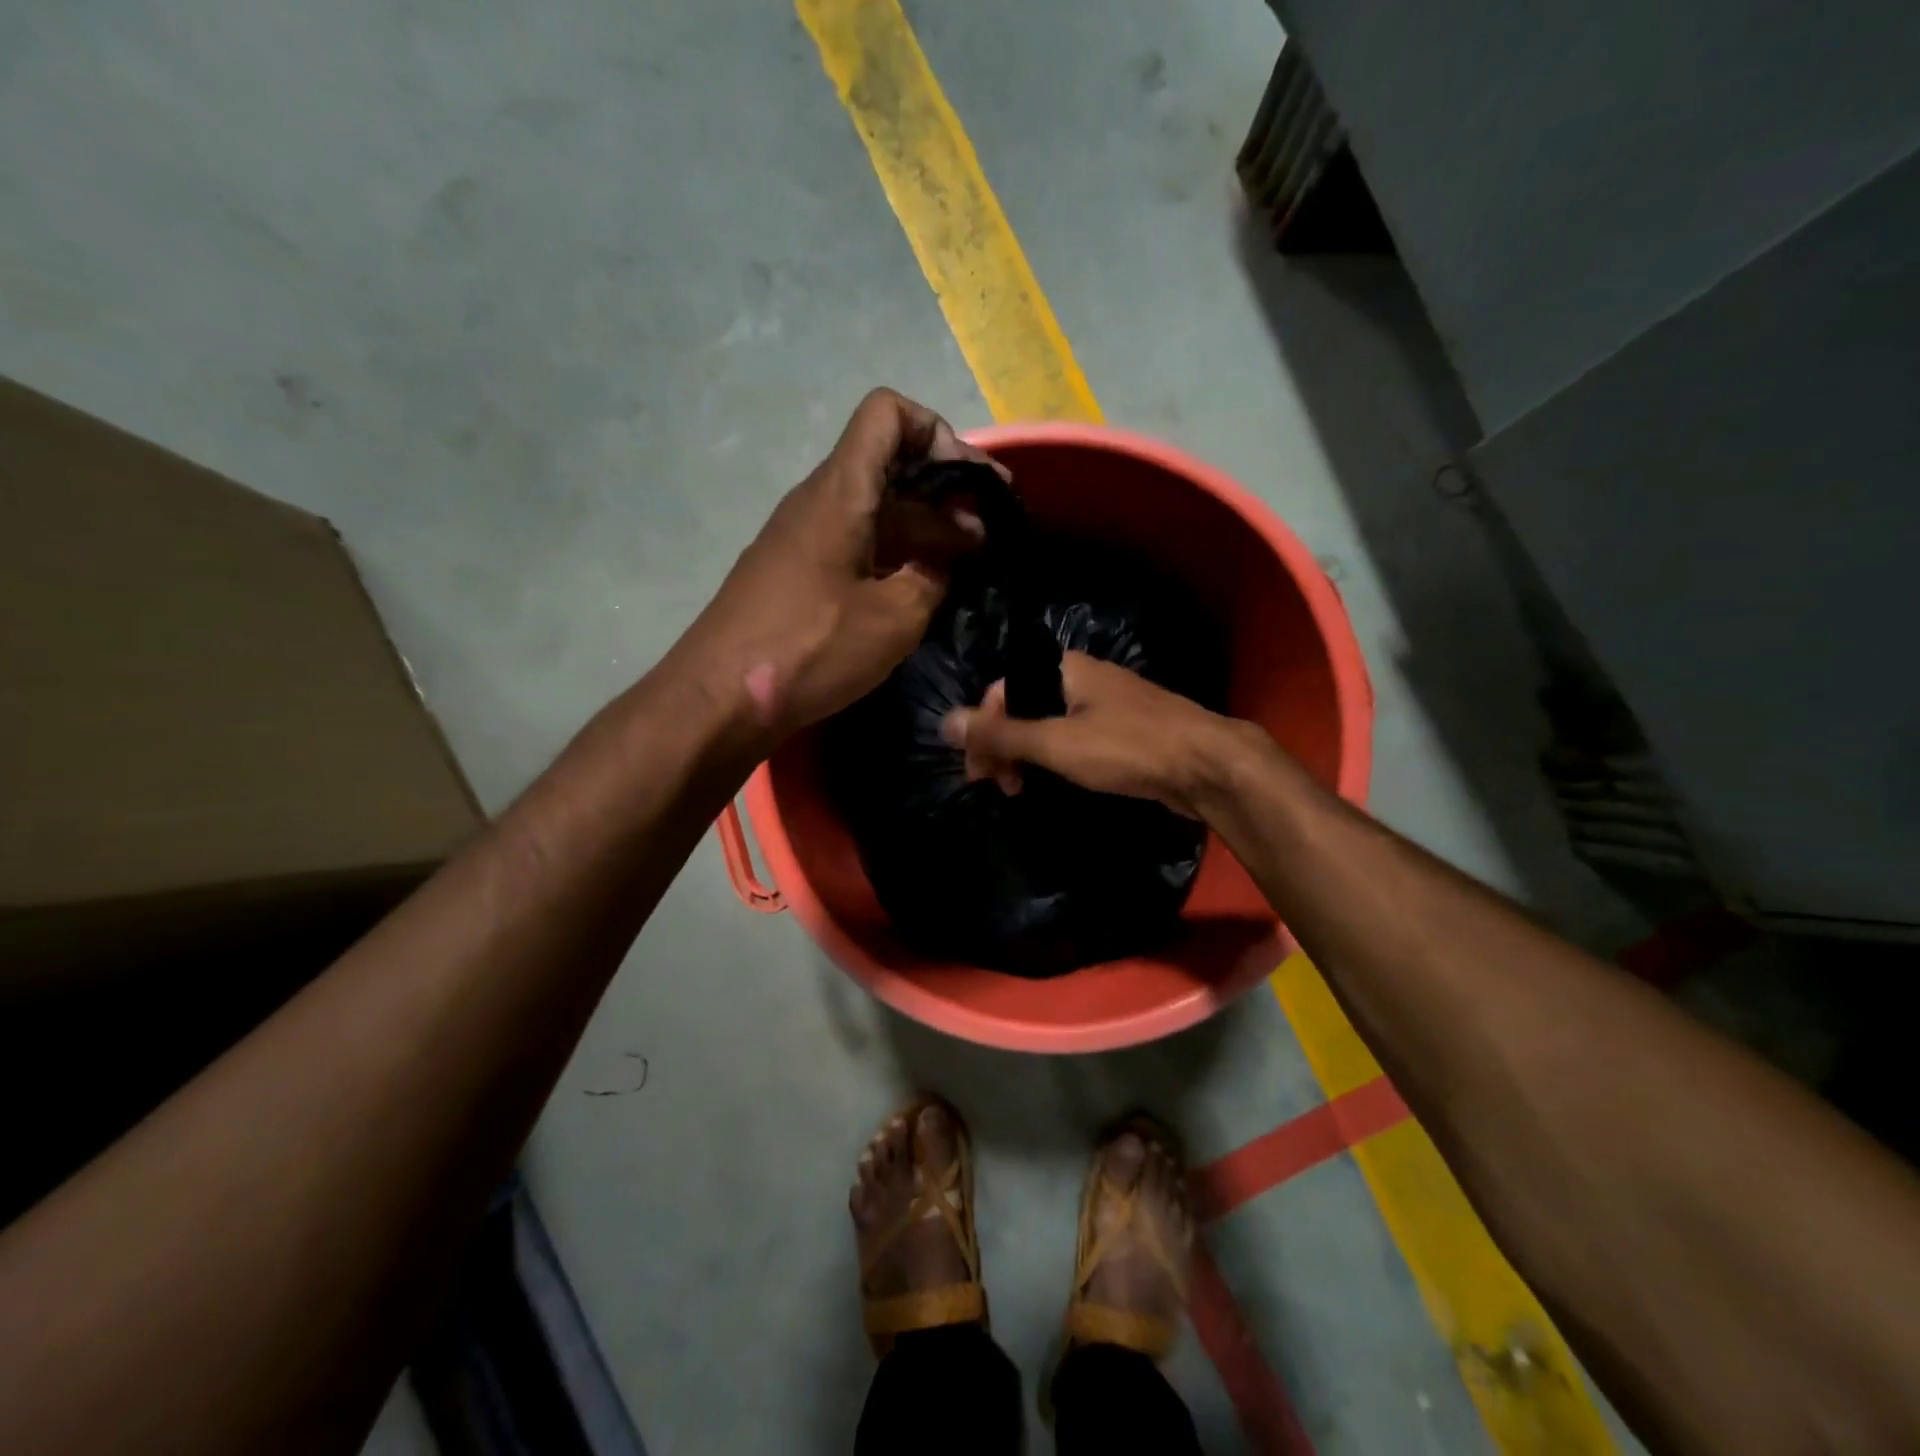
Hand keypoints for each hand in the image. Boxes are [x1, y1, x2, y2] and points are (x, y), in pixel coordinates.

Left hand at [672, 388, 1004, 744]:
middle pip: (889, 467)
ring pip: (874, 511)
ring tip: (966, 567)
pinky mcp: (797, 575)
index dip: (937, 432)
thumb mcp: (894, 618)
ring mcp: (804, 539)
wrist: (721, 696)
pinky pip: (855, 546)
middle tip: (989, 538)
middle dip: (945, 494)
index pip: (887, 414)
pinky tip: (920, 591)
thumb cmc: (811, 648)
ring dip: (923, 531)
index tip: (971, 486)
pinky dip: (894, 557)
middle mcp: (819, 502)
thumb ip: (932, 579)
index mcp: (841, 492)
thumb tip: (942, 566)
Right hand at [940, 652, 1236, 817]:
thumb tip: (943, 722)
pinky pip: (1074, 738)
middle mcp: (1082, 678)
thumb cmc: (1127, 747)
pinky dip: (1056, 760)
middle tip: (999, 786)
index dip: (983, 730)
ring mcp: (1107, 704)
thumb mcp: (1055, 743)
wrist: (1208, 765)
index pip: (1001, 692)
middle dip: (1003, 746)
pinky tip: (1054, 782)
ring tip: (1022, 790)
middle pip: (1024, 708)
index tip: (979, 773)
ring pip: (1049, 725)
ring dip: (1027, 756)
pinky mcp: (1124, 731)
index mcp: (1063, 669)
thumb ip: (1000, 735)